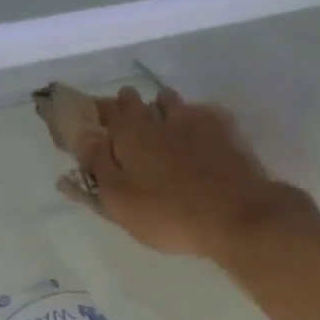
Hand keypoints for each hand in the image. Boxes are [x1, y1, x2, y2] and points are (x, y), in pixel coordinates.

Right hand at [77, 88, 314, 258]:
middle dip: (129, 107)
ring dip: (162, 108)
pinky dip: (195, 118)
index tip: (94, 120)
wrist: (237, 216)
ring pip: (172, 103)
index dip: (98, 113)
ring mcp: (196, 121)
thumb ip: (99, 168)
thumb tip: (83, 139)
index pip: (107, 112)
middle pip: (138, 102)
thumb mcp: (121, 201)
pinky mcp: (225, 131)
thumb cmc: (169, 215)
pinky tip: (198, 133)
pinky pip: (203, 113)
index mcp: (131, 135)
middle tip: (127, 124)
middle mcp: (161, 118)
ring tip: (162, 124)